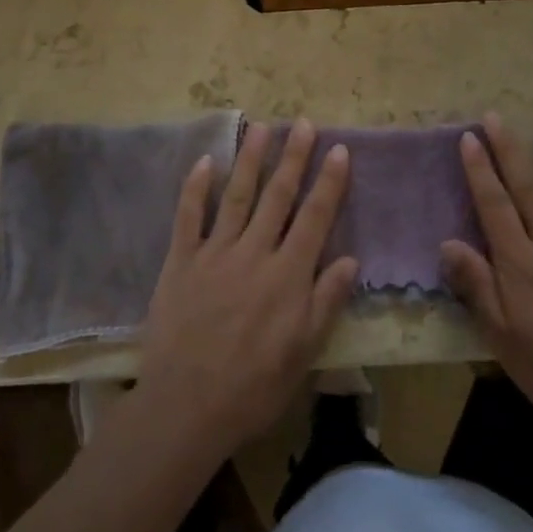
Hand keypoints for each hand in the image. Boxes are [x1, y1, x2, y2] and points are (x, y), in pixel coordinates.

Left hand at [134, 121, 358, 463]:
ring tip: (261, 127)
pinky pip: (188, 217)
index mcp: (288, 275)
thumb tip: (351, 259)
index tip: (339, 149)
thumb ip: (326, 302)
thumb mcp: (304, 354)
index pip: (315, 217)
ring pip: (237, 196)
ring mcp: (214, 253)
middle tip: (302, 123)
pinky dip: (196, 187)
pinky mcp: (181, 262)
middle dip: (293, 157)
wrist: (186, 408)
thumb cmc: (253, 387)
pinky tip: (206, 161)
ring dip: (251, 159)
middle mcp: (254, 253)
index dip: (329, 182)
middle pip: (278, 196)